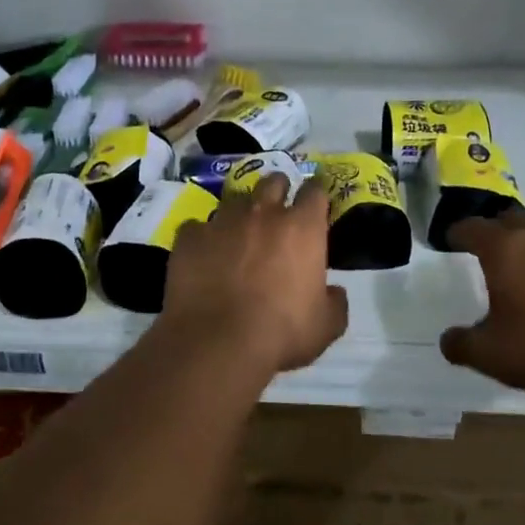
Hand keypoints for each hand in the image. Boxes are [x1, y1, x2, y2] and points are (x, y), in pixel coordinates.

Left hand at [160, 174, 348, 373]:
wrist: (218, 342)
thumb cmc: (281, 332)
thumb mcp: (325, 326)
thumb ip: (335, 302)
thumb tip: (334, 292)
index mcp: (302, 228)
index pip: (315, 192)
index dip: (316, 195)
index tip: (315, 206)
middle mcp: (263, 214)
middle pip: (273, 182)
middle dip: (278, 191)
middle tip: (277, 212)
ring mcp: (222, 221)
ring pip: (234, 201)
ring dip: (241, 213)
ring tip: (238, 235)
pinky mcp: (189, 237)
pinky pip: (197, 227)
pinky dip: (203, 238)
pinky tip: (203, 256)